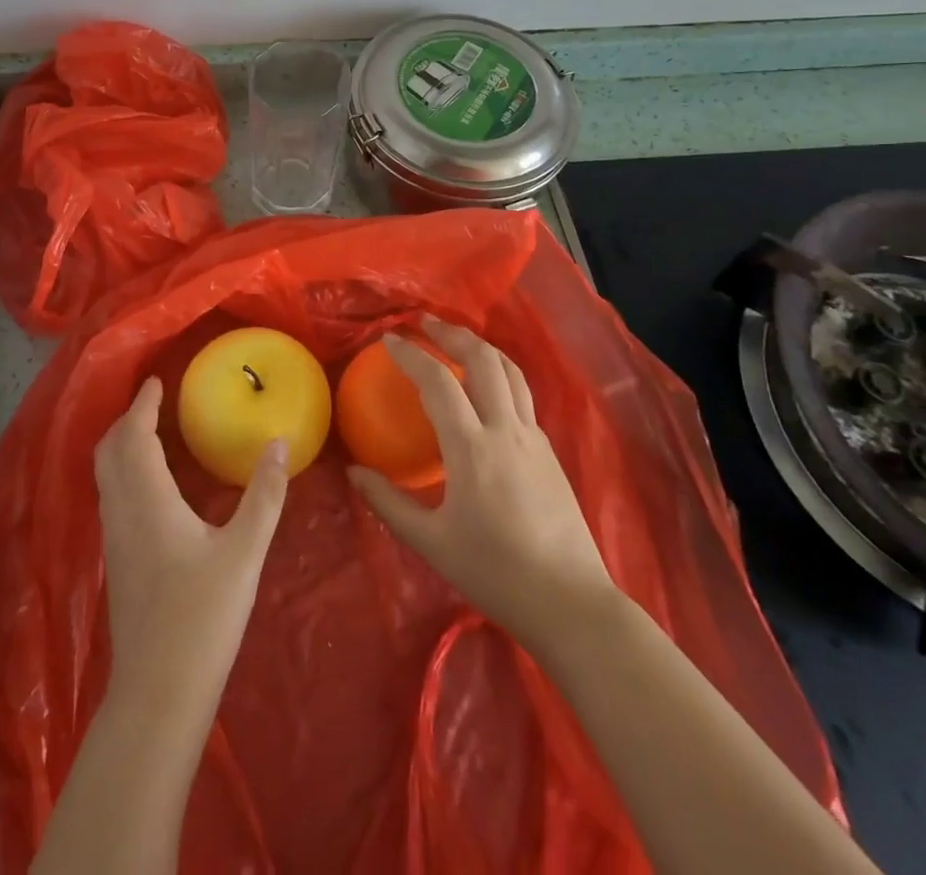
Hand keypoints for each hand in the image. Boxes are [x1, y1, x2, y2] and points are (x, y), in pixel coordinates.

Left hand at [94, 376, 288, 707]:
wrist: (158, 694)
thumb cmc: (202, 618)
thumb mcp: (244, 554)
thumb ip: (263, 496)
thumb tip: (278, 443)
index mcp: (147, 500)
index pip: (134, 436)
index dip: (142, 404)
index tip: (157, 381)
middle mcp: (121, 512)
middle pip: (108, 451)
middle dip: (126, 420)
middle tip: (154, 402)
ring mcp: (114, 540)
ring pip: (106, 475)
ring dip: (122, 445)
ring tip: (152, 432)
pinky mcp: (117, 562)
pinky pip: (112, 497)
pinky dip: (125, 472)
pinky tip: (153, 485)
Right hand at [346, 317, 617, 650]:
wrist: (571, 602)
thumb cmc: (495, 573)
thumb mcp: (431, 543)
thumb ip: (388, 503)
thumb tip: (354, 472)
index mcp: (472, 448)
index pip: (438, 382)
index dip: (411, 354)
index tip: (388, 339)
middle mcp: (506, 430)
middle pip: (483, 360)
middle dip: (451, 333)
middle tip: (424, 323)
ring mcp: (534, 438)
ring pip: (511, 371)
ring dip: (481, 346)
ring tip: (457, 340)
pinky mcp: (550, 451)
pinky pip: (523, 396)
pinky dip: (500, 375)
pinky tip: (487, 391)